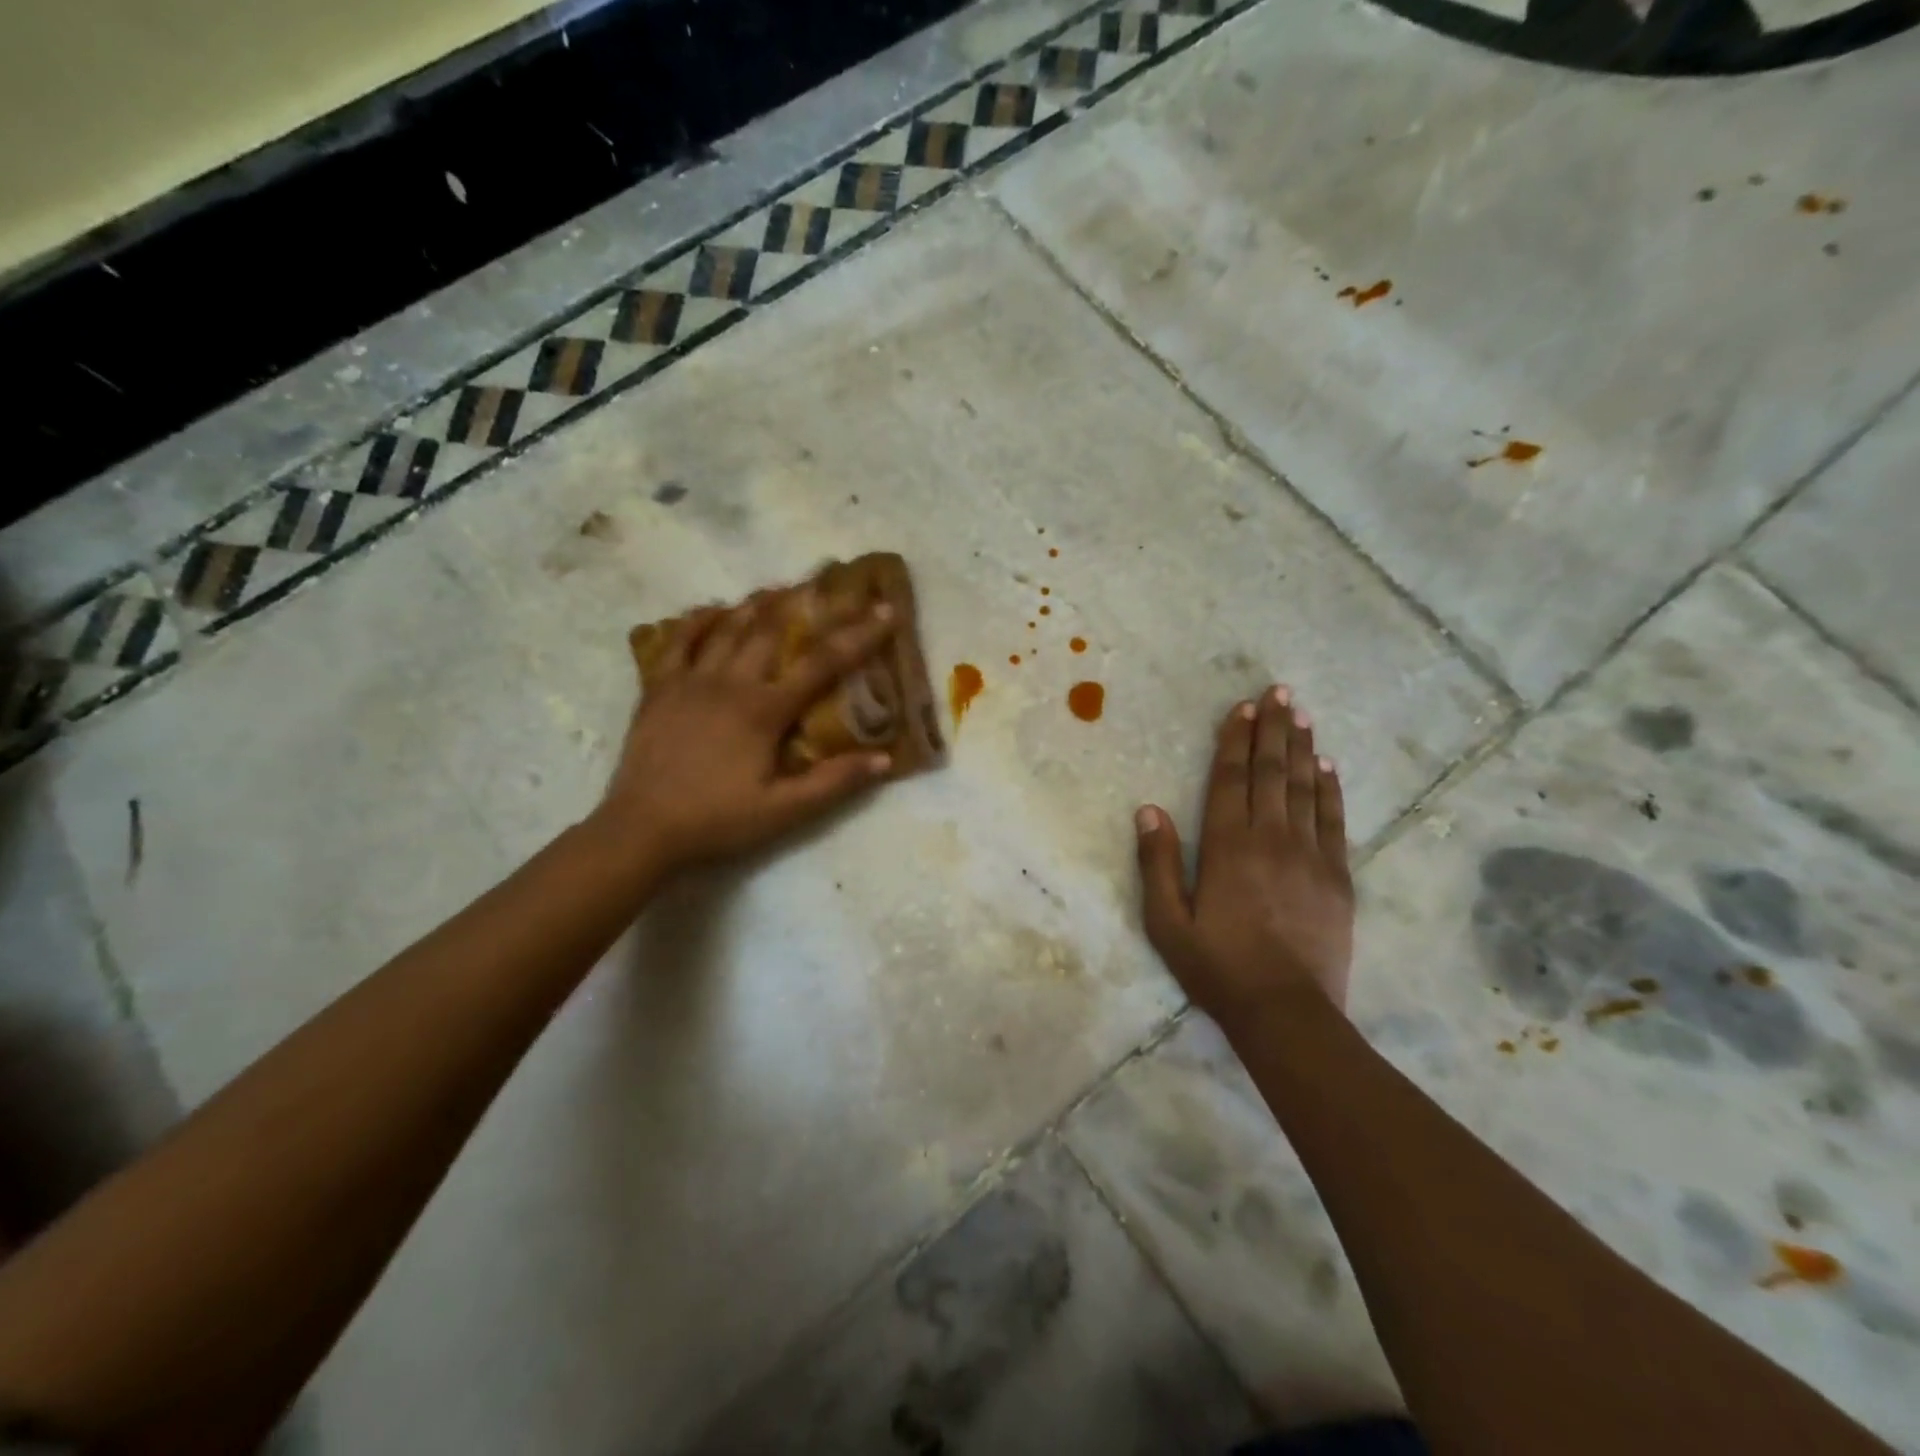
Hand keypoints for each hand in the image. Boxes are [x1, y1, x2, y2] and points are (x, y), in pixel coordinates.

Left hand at [593, 596, 896, 878]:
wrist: (640, 830)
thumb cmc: (717, 820)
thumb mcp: (783, 812)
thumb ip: (833, 783)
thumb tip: (884, 759)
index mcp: (764, 710)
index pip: (821, 663)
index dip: (858, 635)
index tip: (885, 609)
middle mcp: (729, 683)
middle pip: (771, 630)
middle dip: (804, 602)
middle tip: (825, 583)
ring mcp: (689, 681)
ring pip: (726, 628)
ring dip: (754, 604)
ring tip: (776, 588)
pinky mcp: (658, 689)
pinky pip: (678, 642)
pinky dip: (697, 621)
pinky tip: (710, 610)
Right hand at [1135, 686, 1355, 1026]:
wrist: (1286, 1012)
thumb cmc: (1217, 967)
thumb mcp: (1167, 922)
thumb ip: (1157, 864)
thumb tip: (1148, 810)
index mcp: (1227, 846)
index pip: (1230, 778)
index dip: (1234, 740)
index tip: (1241, 708)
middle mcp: (1270, 838)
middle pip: (1271, 771)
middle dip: (1273, 729)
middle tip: (1278, 692)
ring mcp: (1310, 855)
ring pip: (1305, 788)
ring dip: (1302, 748)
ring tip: (1302, 715)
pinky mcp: (1338, 876)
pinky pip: (1333, 820)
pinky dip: (1330, 789)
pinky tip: (1328, 767)